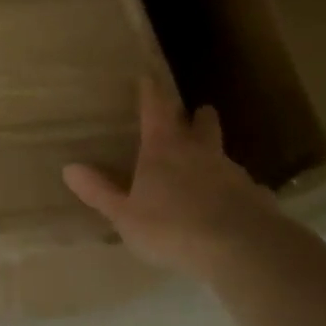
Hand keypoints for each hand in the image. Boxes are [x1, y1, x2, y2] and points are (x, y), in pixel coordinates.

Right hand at [63, 76, 280, 279]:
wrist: (241, 249)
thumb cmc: (172, 227)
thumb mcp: (125, 215)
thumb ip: (99, 192)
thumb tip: (69, 168)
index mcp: (163, 150)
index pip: (155, 110)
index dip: (150, 92)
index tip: (148, 77)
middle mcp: (200, 152)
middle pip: (202, 123)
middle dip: (196, 116)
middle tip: (195, 113)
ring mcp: (232, 172)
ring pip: (222, 153)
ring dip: (214, 153)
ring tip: (207, 164)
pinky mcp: (255, 196)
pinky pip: (241, 185)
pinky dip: (232, 189)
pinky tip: (228, 205)